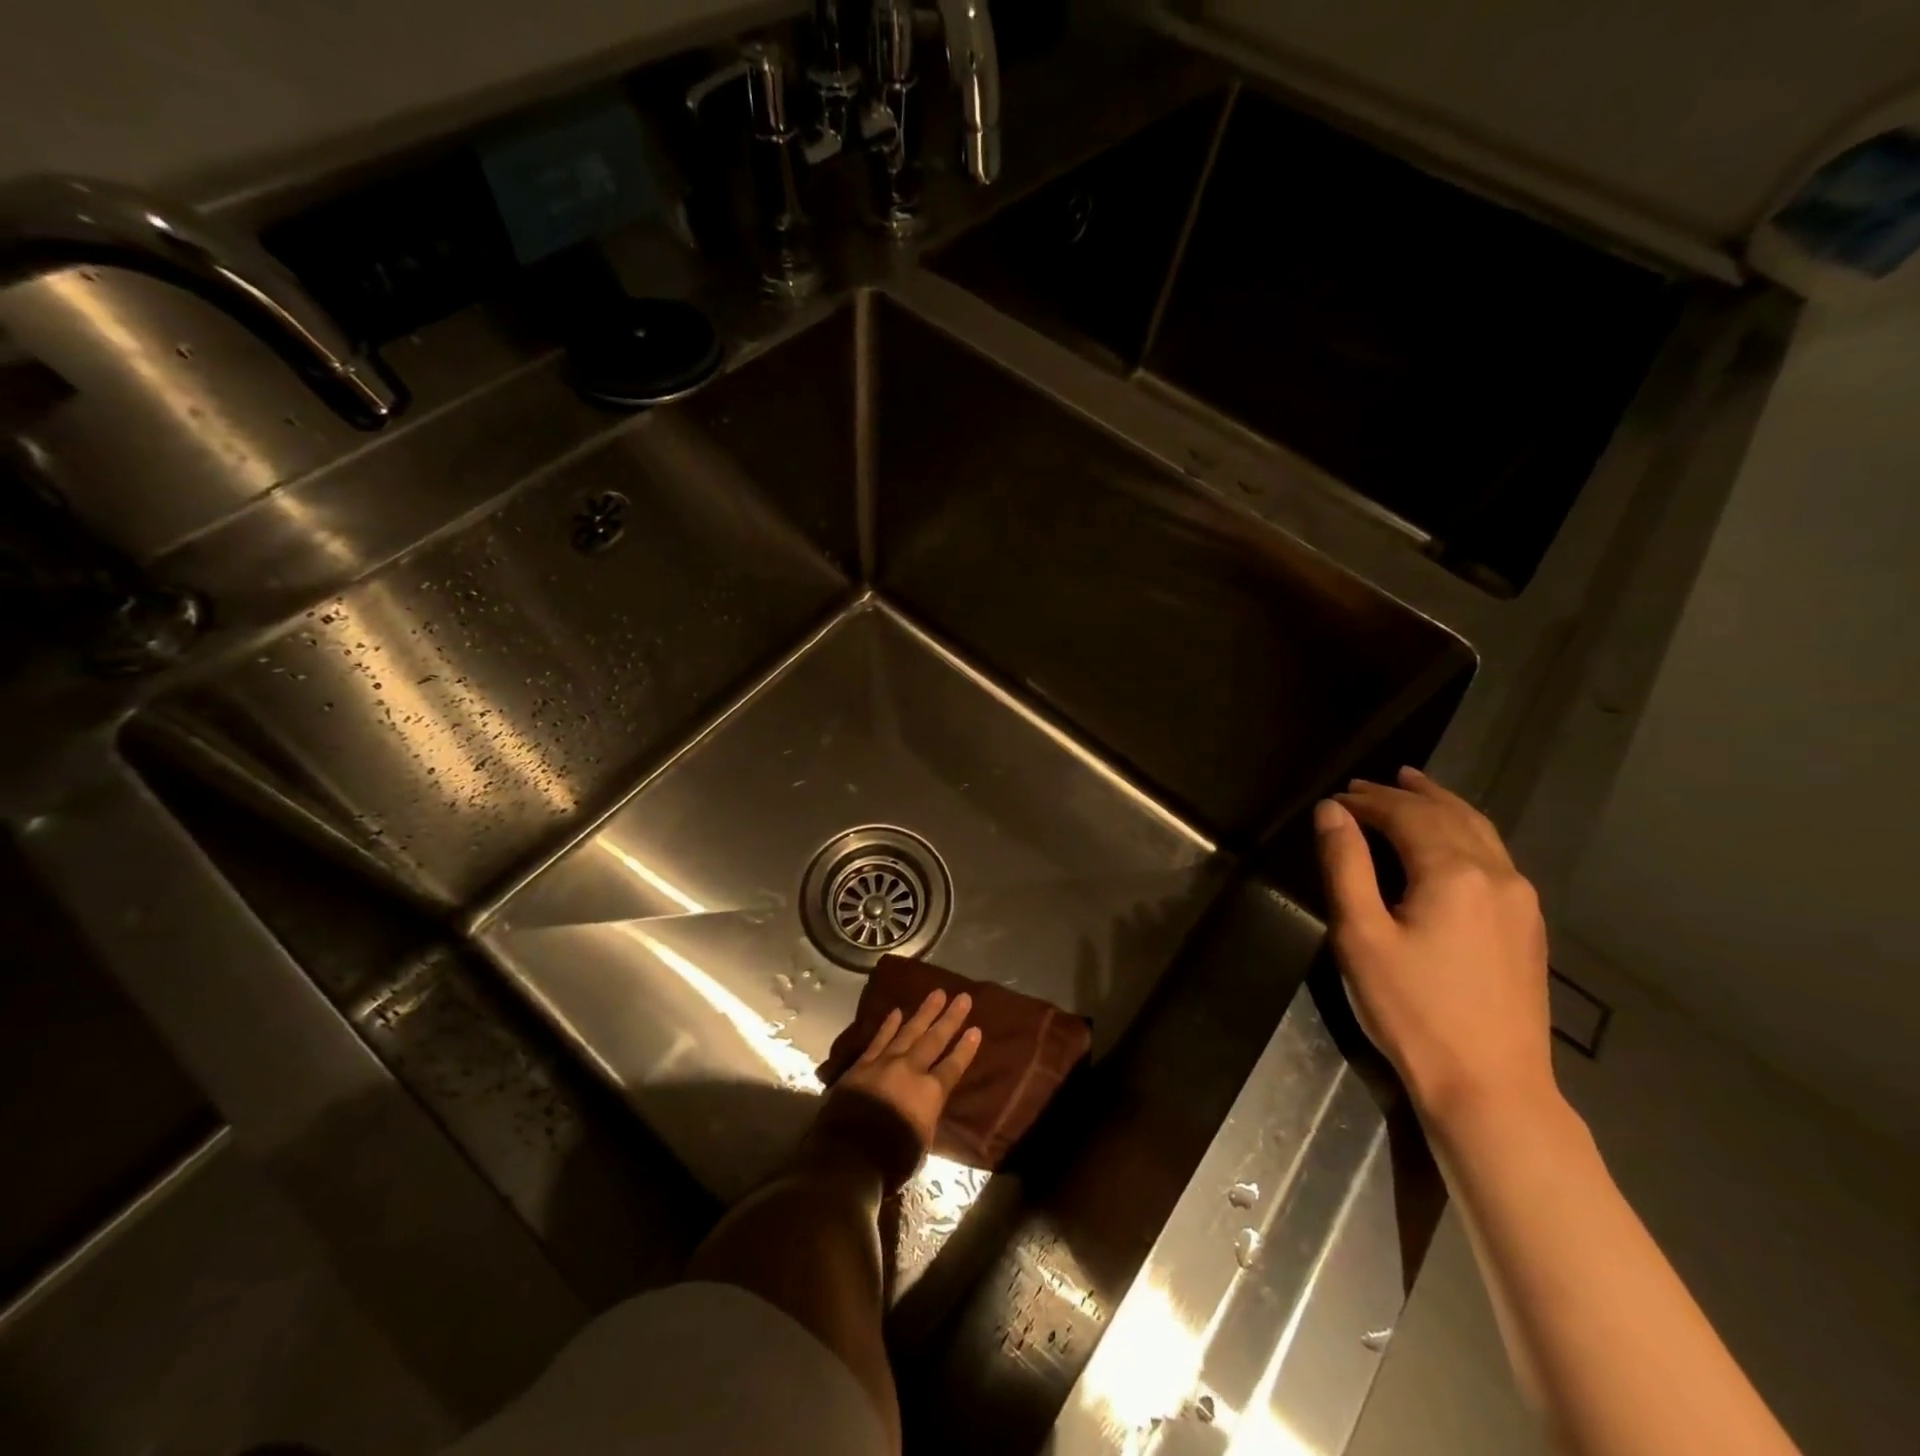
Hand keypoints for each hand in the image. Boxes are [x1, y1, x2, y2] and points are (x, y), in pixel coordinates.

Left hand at [816, 990, 981, 1185]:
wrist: (848, 1153)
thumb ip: (927, 1116)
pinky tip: (896, 1011)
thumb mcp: (922, 1143)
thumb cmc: (891, 1158)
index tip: (976, 1029)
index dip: (965, 1049)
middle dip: (950, 1018)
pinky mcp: (863, 1064)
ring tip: (937, 993)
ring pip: (909, 1031)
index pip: (953, 1066)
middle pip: (934, 1040)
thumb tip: (927, 1105)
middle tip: (963, 997)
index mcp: (930, 1093)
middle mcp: (911, 1070)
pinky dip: (888, 1025)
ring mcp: (885, 1063)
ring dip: (924, 1012)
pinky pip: (879, 1039)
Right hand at [1315, 766, 1554, 1127]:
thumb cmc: (1411, 1009)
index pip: (1407, 816)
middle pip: (1449, 815)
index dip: (1369, 801)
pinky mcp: (1527, 926)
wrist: (1491, 1087)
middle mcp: (1497, 875)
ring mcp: (1520, 901)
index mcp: (1453, 873)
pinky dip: (1464, 831)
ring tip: (1414, 787)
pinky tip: (1451, 839)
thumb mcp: (1360, 935)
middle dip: (1405, 795)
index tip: (1336, 798)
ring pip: (1480, 832)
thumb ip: (1345, 865)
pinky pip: (1495, 856)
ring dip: (1441, 805)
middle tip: (1366, 785)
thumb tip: (1331, 811)